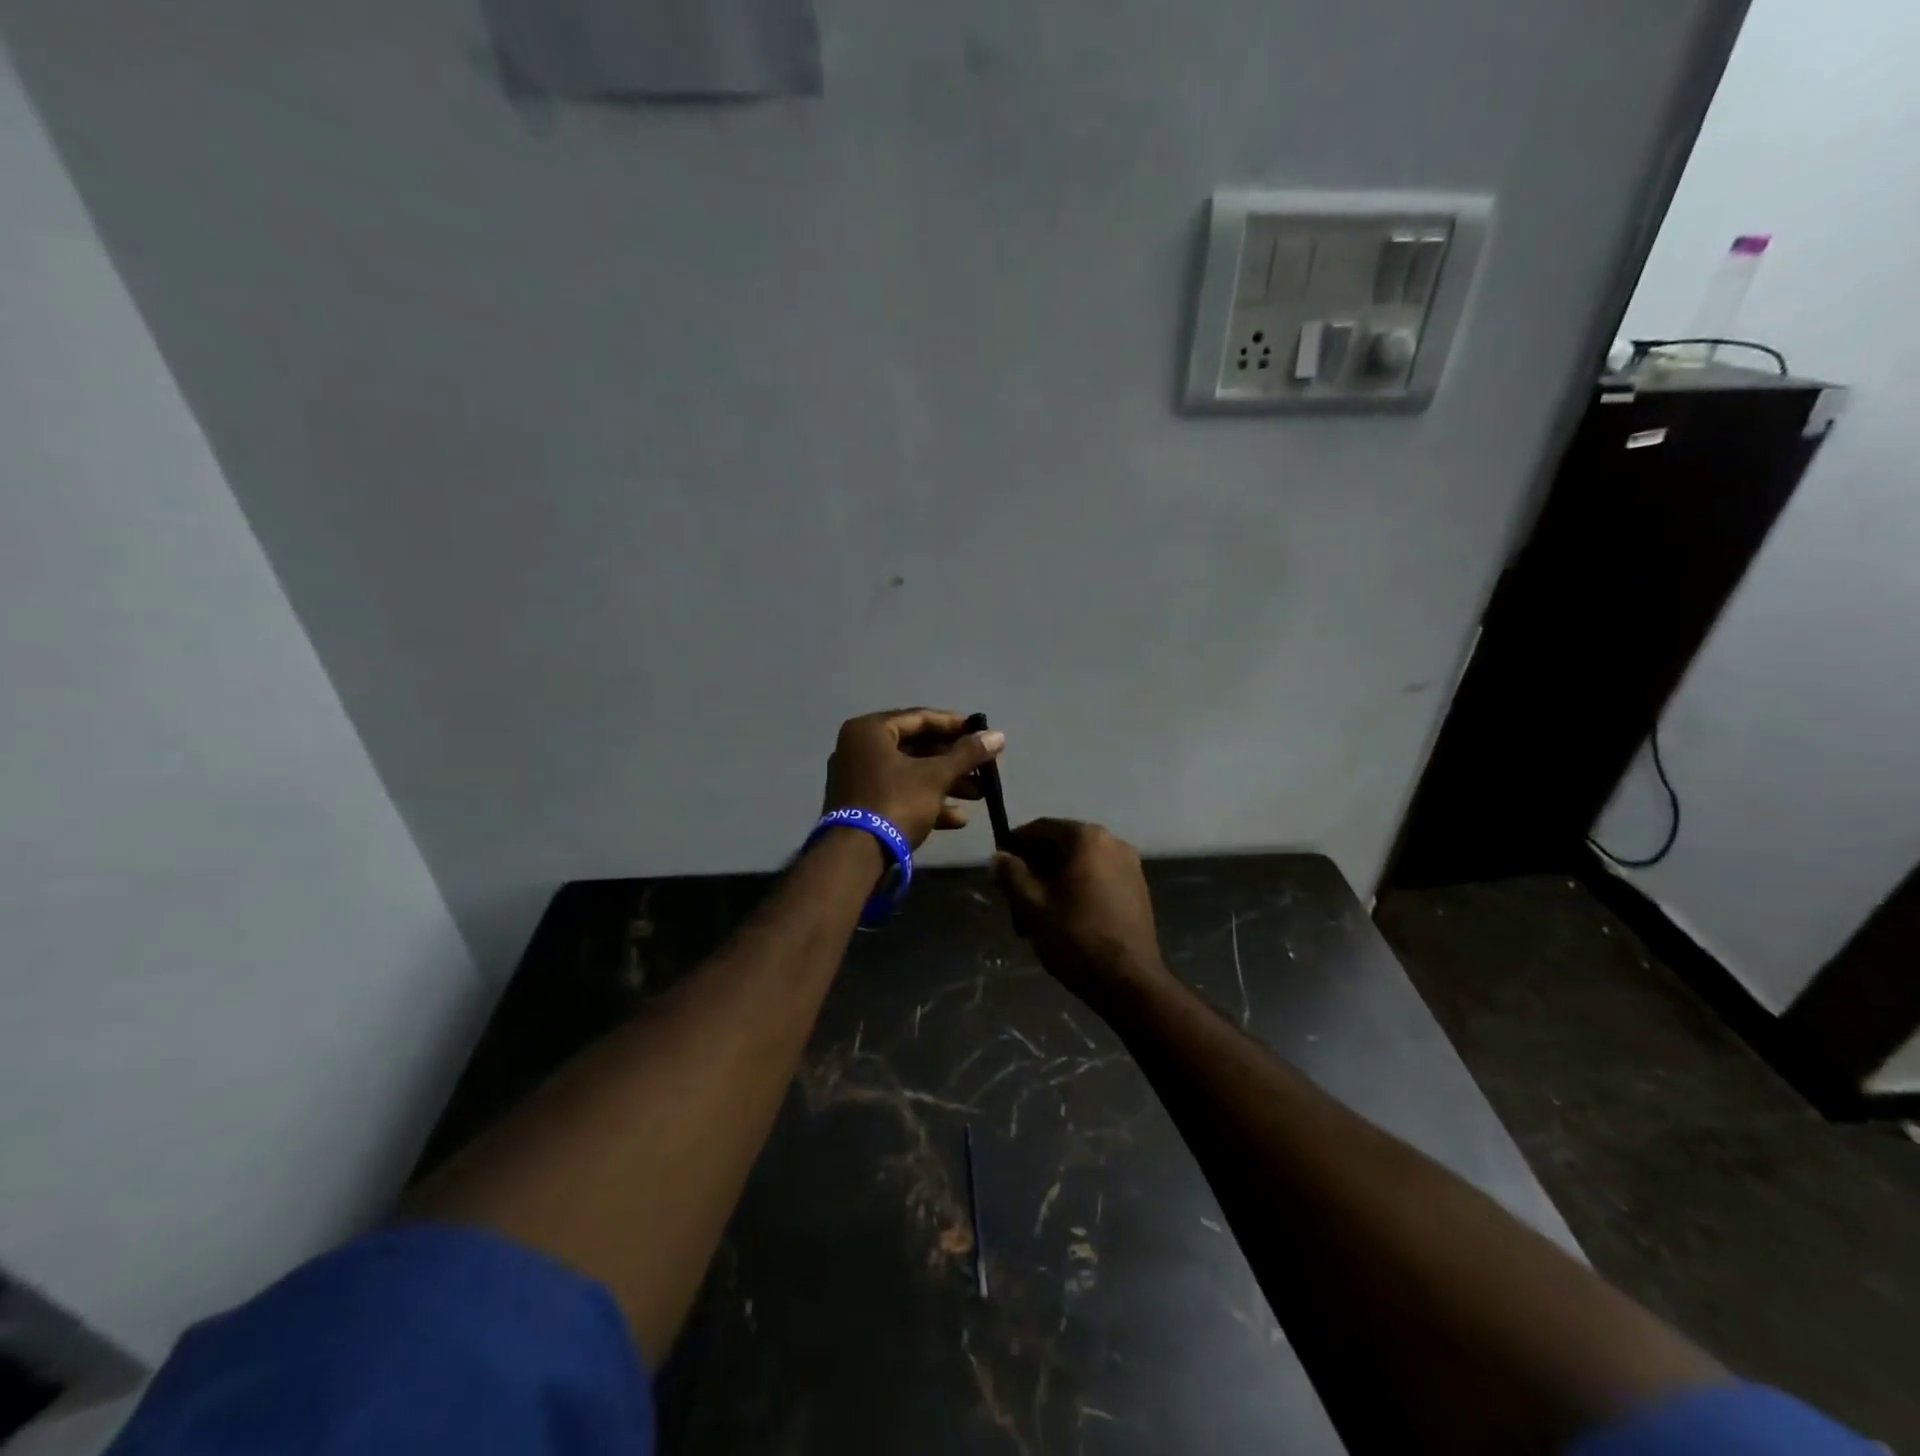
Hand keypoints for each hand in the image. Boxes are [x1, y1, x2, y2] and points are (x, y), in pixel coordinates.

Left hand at [821, 708, 1005, 848]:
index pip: (920, 718)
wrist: (856, 856)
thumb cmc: (896, 802)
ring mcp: (858, 779)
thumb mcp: (936, 776)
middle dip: (954, 761)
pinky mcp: (862, 807)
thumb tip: (998, 735)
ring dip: (946, 784)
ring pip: (910, 774)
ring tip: (979, 795)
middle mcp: (859, 749)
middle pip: (916, 748)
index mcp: (870, 730)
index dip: (955, 725)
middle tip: (983, 768)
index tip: (982, 733)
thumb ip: (967, 754)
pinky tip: (958, 819)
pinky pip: (899, 795)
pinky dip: (927, 802)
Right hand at [991, 819, 1165, 1006]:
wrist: (1129, 982)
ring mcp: (1130, 866)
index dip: (1016, 842)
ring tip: (1036, 909)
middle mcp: (1113, 843)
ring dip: (1055, 878)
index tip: (999, 862)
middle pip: (1063, 844)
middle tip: (1014, 891)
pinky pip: (1098, 877)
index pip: (1042, 827)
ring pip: (1080, 863)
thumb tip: (999, 856)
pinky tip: (1063, 915)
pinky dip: (1077, 887)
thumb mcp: (1032, 905)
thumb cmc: (1075, 937)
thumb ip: (1011, 874)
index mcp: (1088, 839)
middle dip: (1035, 864)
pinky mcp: (1138, 890)